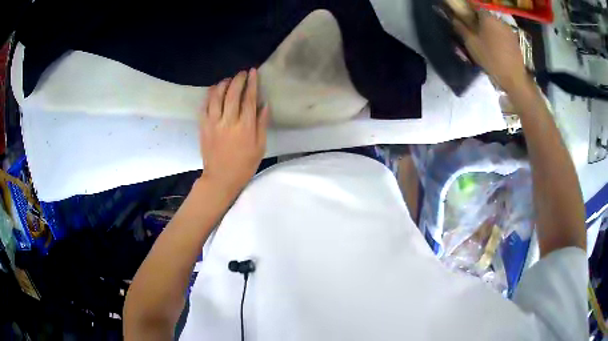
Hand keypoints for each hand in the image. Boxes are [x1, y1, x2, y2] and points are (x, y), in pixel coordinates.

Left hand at [199, 69, 268, 197]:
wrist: (220, 178)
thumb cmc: (244, 164)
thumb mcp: (260, 146)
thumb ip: (262, 124)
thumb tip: (264, 104)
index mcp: (245, 127)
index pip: (249, 99)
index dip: (252, 83)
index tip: (253, 71)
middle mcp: (228, 122)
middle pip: (232, 94)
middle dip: (237, 80)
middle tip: (242, 73)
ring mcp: (213, 123)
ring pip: (216, 97)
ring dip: (222, 84)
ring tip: (228, 79)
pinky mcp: (203, 127)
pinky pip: (204, 106)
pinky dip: (209, 95)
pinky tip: (213, 90)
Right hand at [452, 12, 527, 92]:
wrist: (514, 78)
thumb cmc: (491, 59)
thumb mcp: (471, 44)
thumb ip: (461, 28)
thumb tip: (453, 18)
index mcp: (487, 17)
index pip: (474, 5)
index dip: (468, 8)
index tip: (463, 14)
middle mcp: (499, 19)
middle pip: (485, 14)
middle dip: (479, 19)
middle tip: (474, 29)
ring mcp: (509, 29)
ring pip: (495, 24)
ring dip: (489, 28)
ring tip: (485, 39)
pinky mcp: (515, 40)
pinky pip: (502, 32)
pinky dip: (497, 35)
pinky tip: (496, 46)